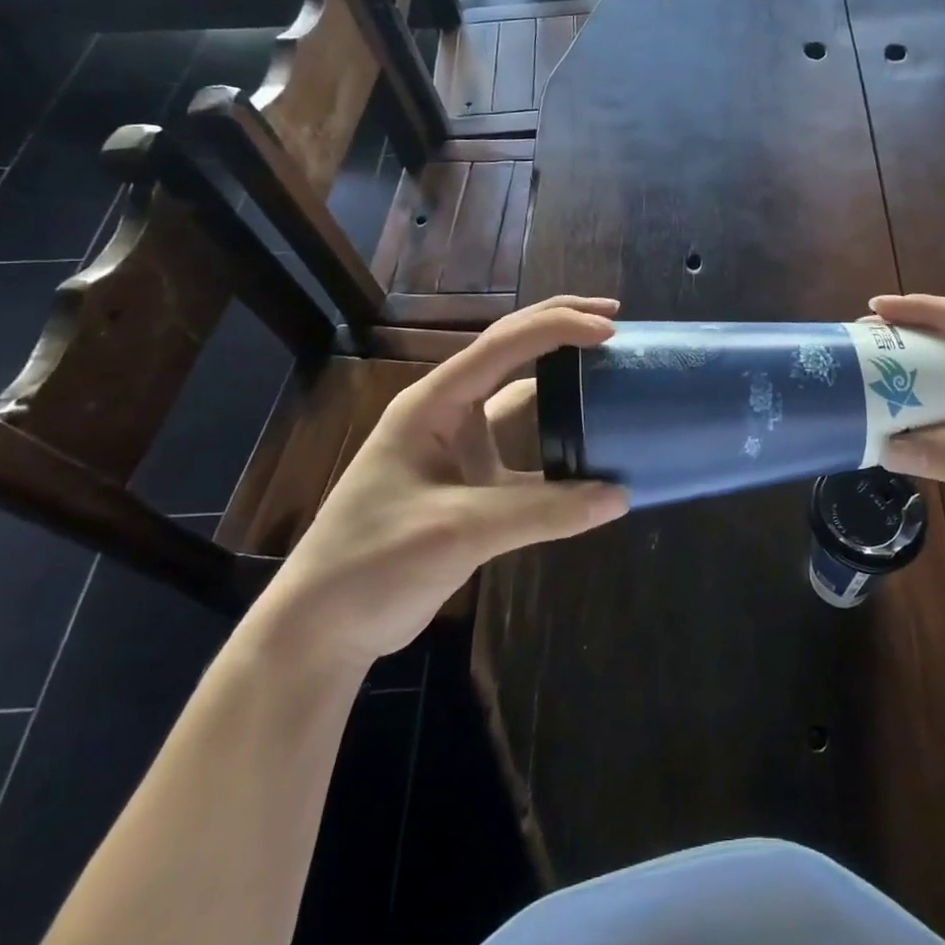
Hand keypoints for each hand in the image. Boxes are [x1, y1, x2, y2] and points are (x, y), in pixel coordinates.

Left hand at [253, 297, 628, 668]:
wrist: (323, 627)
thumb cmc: (375, 562)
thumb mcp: (460, 530)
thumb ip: (543, 511)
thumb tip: (620, 496)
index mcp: (433, 404)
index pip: (502, 346)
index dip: (557, 329)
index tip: (609, 329)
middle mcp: (448, 414)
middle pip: (510, 352)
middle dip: (559, 326)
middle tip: (614, 318)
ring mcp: (459, 448)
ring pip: (520, 397)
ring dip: (561, 380)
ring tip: (607, 367)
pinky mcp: (472, 484)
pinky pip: (526, 451)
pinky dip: (559, 444)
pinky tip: (591, 449)